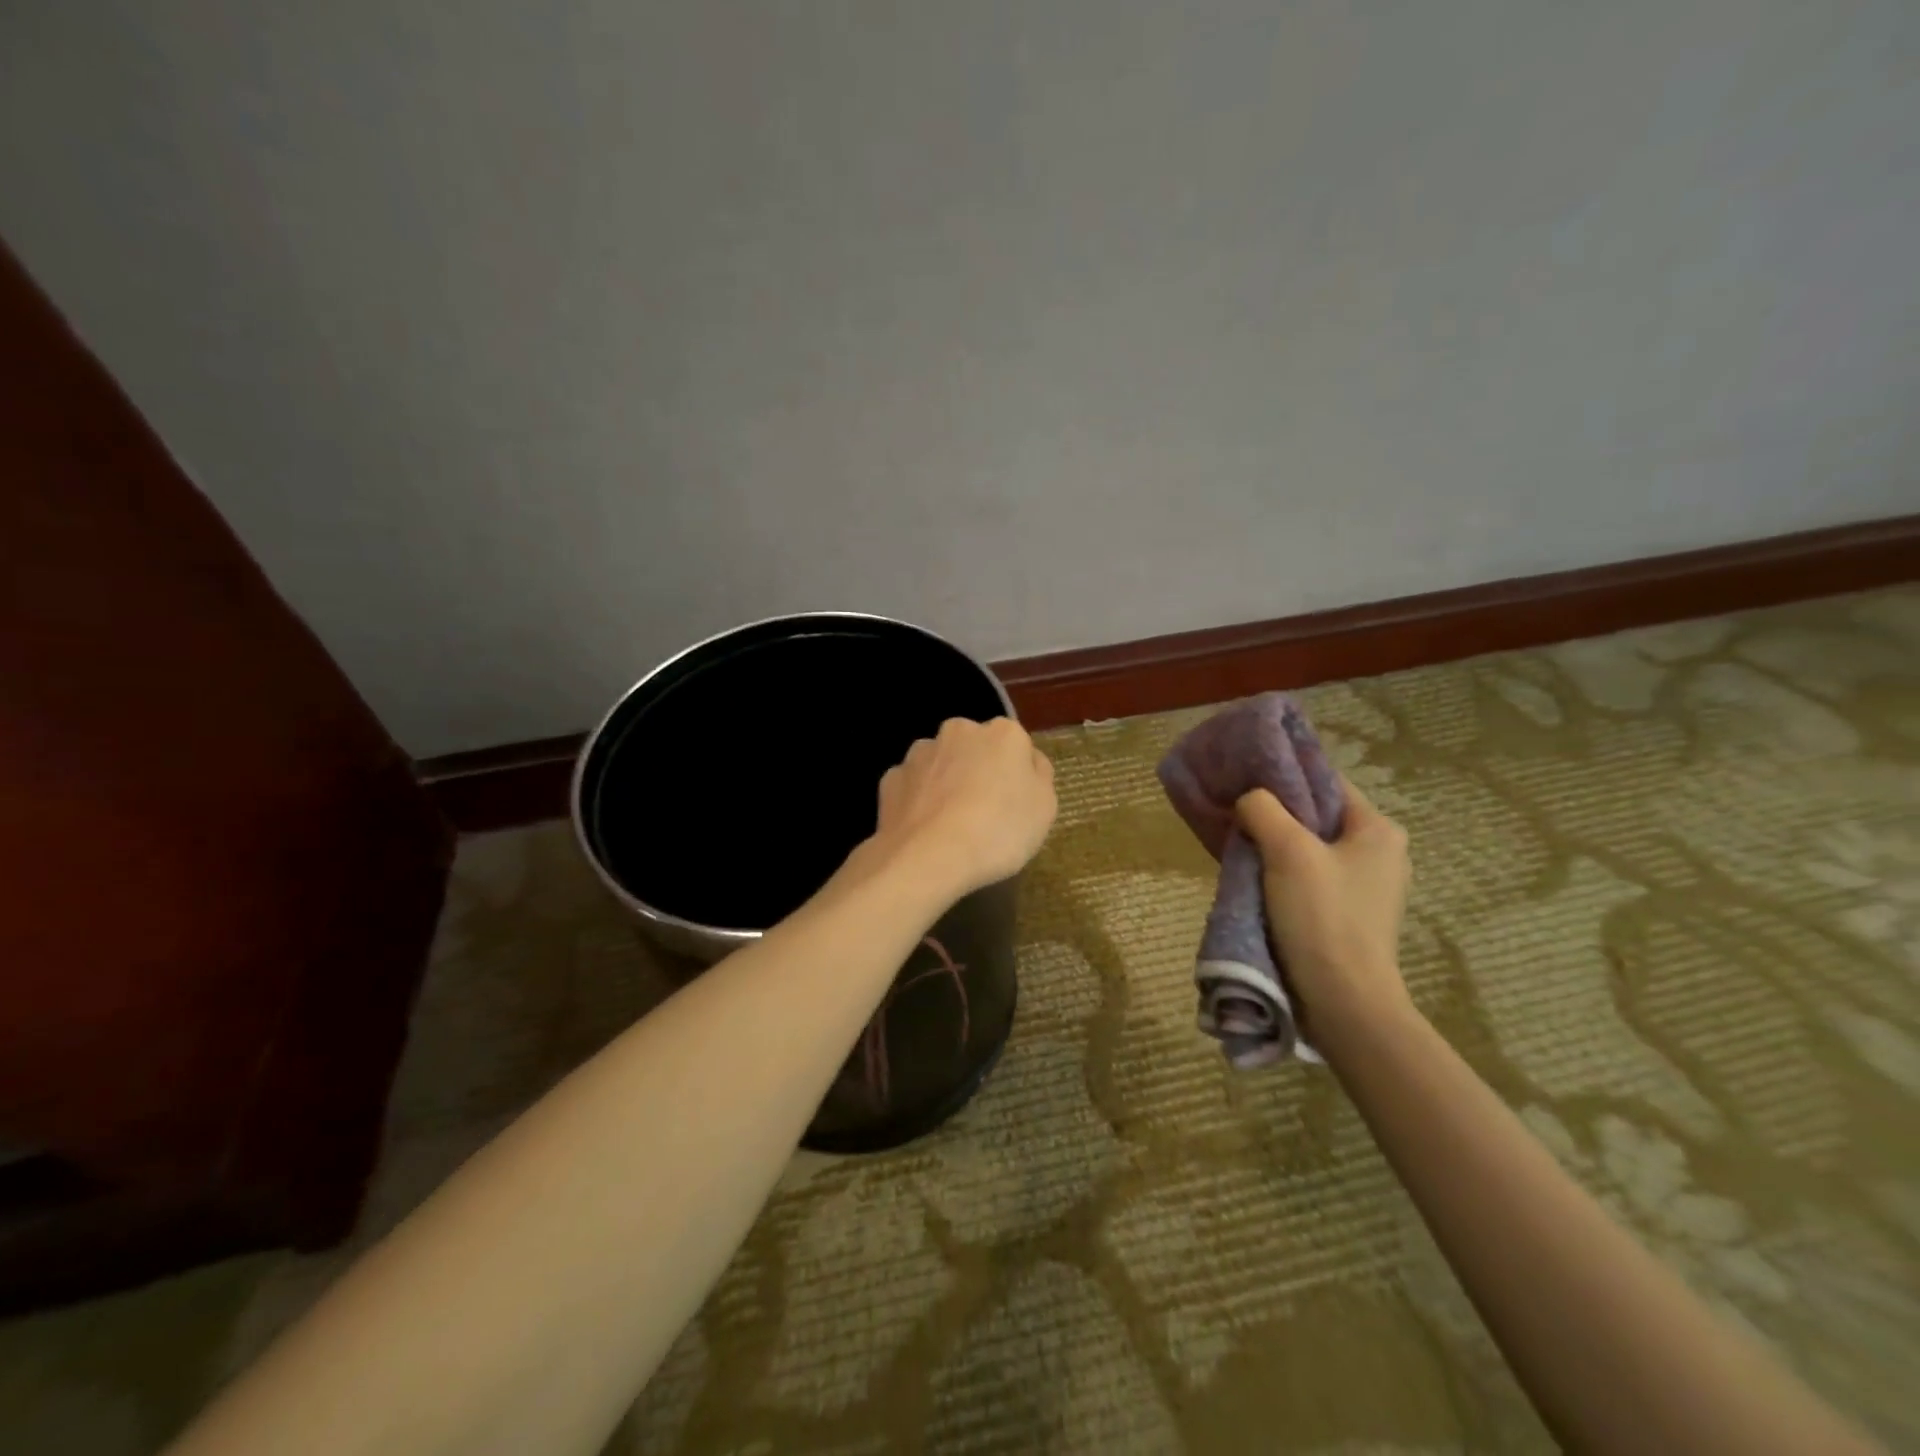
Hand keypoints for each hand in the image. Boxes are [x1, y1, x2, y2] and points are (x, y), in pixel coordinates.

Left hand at [868, 717, 1056, 899]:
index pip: (1017, 746)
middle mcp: (959, 731)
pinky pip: (913, 786)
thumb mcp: (1044, 808)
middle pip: (976, 749)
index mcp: (1003, 734)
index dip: (1018, 775)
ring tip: (950, 823)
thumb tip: (1029, 762)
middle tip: (985, 812)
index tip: (1017, 804)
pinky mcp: (891, 778)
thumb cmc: (999, 830)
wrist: (929, 856)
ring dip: (946, 782)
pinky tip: (924, 828)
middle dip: (979, 770)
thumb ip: (1039, 776)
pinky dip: (918, 800)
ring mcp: (920, 752)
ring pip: (940, 763)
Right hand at [1235, 774, 1412, 1043]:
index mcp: (1378, 829)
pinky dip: (1282, 873)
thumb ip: (1263, 810)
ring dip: (1274, 846)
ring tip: (1240, 847)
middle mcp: (1380, 852)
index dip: (1284, 775)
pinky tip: (1256, 879)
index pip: (1326, 782)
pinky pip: (1310, 877)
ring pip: (1310, 847)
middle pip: (1316, 815)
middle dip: (1274, 814)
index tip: (1245, 778)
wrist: (1344, 1002)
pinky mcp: (1350, 913)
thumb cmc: (1322, 917)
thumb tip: (1248, 800)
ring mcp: (1367, 885)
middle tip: (1236, 816)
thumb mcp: (1287, 851)